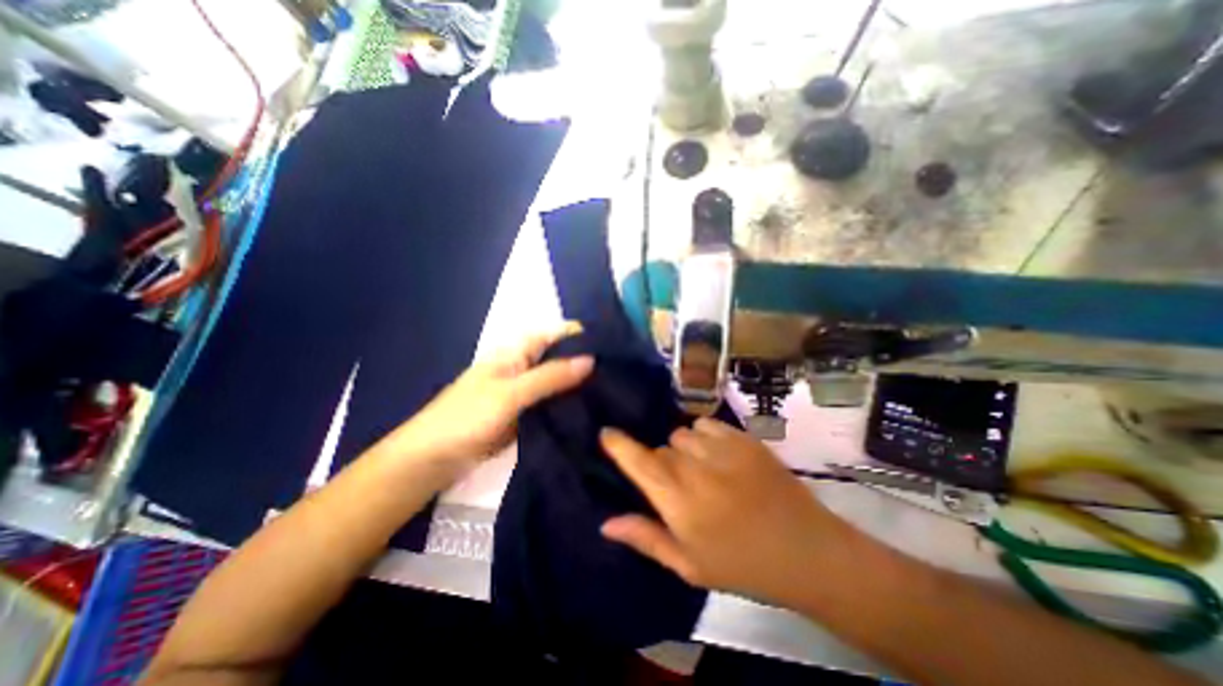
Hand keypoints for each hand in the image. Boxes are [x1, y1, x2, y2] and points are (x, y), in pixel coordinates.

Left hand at [379, 324, 598, 473]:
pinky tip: (593, 411)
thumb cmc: (467, 418)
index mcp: (516, 352)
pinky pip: (553, 405)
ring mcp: (525, 393)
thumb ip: (551, 376)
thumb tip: (592, 360)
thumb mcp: (511, 393)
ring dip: (580, 385)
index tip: (614, 345)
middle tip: (621, 372)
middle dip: (586, 362)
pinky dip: (569, 406)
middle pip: (560, 358)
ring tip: (616, 390)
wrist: (433, 460)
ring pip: (558, 383)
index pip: (555, 334)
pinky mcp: (526, 415)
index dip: (582, 335)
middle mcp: (524, 367)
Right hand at [601, 418, 851, 605]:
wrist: (806, 550)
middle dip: (661, 463)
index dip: (618, 444)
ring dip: (684, 449)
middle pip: (661, 448)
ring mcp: (720, 447)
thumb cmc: (742, 565)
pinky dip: (705, 436)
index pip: (637, 461)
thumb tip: (606, 523)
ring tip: (703, 470)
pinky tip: (720, 456)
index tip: (606, 433)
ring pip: (682, 434)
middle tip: (679, 486)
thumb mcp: (688, 563)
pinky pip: (707, 424)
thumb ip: (645, 537)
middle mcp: (693, 466)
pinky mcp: (743, 437)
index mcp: (677, 499)